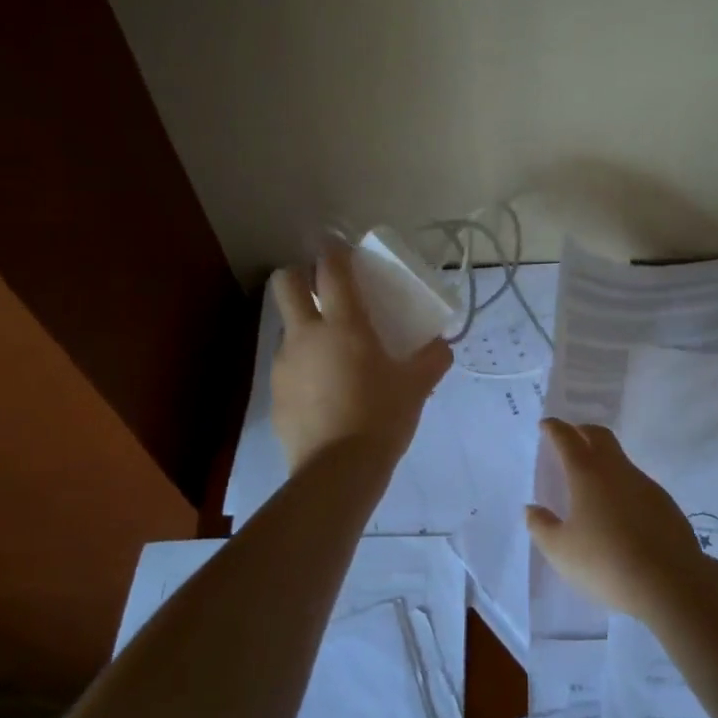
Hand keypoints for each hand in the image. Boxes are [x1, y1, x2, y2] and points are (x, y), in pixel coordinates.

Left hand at [269, 247, 451, 471]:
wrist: (337, 471)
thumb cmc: (382, 417)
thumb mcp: (417, 386)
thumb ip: (432, 359)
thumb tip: (441, 345)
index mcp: (344, 325)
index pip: (331, 269)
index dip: (333, 250)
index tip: (339, 247)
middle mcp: (306, 335)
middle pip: (284, 283)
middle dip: (298, 276)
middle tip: (321, 291)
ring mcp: (285, 363)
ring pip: (286, 327)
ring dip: (304, 326)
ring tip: (331, 354)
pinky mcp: (275, 393)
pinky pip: (288, 366)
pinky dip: (303, 366)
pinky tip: (324, 391)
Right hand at [525, 419, 708, 619]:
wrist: (669, 582)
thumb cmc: (605, 562)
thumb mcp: (561, 550)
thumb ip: (542, 526)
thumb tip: (532, 509)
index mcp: (587, 474)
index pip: (568, 439)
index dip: (555, 429)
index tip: (546, 424)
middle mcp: (617, 470)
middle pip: (600, 436)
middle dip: (582, 431)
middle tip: (570, 437)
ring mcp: (645, 484)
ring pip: (620, 459)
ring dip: (603, 459)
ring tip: (591, 481)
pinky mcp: (664, 503)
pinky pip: (636, 483)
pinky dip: (621, 485)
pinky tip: (618, 510)